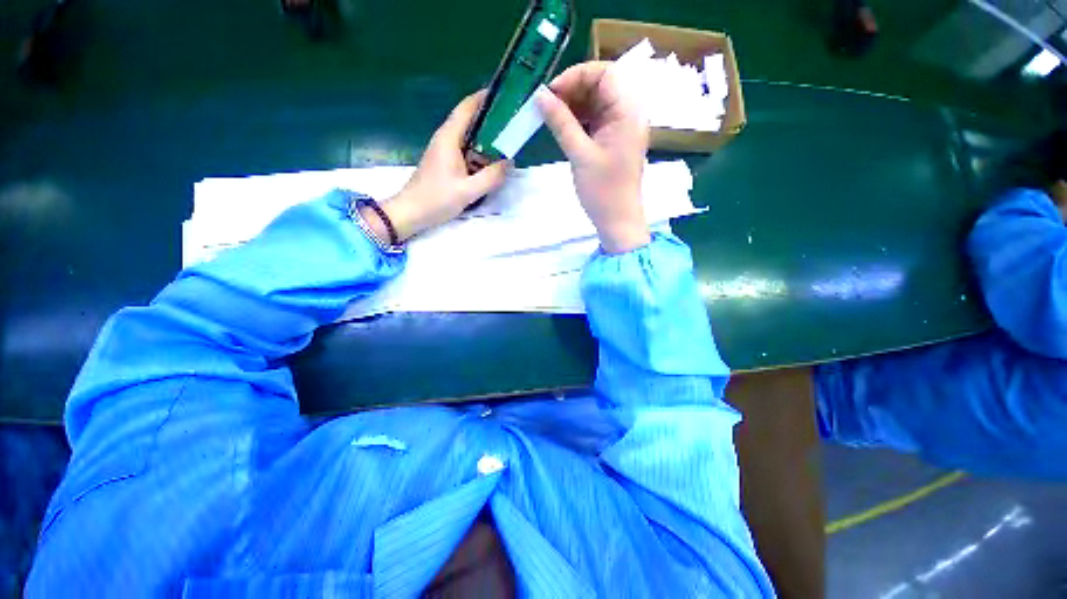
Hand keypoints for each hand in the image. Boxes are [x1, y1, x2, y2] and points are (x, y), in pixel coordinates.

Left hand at [365, 91, 509, 242]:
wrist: (410, 213)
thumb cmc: (436, 199)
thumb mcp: (468, 191)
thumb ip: (491, 177)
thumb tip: (509, 163)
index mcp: (449, 138)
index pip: (467, 108)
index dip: (484, 97)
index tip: (504, 95)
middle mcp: (446, 139)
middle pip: (470, 121)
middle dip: (491, 120)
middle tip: (513, 124)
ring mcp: (444, 151)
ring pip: (469, 138)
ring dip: (487, 140)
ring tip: (507, 144)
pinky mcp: (445, 163)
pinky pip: (466, 152)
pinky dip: (480, 154)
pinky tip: (491, 165)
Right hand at [537, 61, 650, 253]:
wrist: (618, 221)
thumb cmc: (603, 191)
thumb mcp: (580, 155)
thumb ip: (561, 122)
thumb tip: (540, 95)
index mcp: (628, 110)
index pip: (605, 73)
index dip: (576, 76)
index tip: (551, 93)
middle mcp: (629, 113)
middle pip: (600, 85)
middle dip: (572, 90)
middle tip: (547, 106)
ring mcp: (622, 127)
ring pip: (596, 103)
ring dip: (573, 105)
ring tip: (550, 117)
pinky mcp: (614, 141)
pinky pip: (595, 120)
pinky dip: (578, 120)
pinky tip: (562, 127)